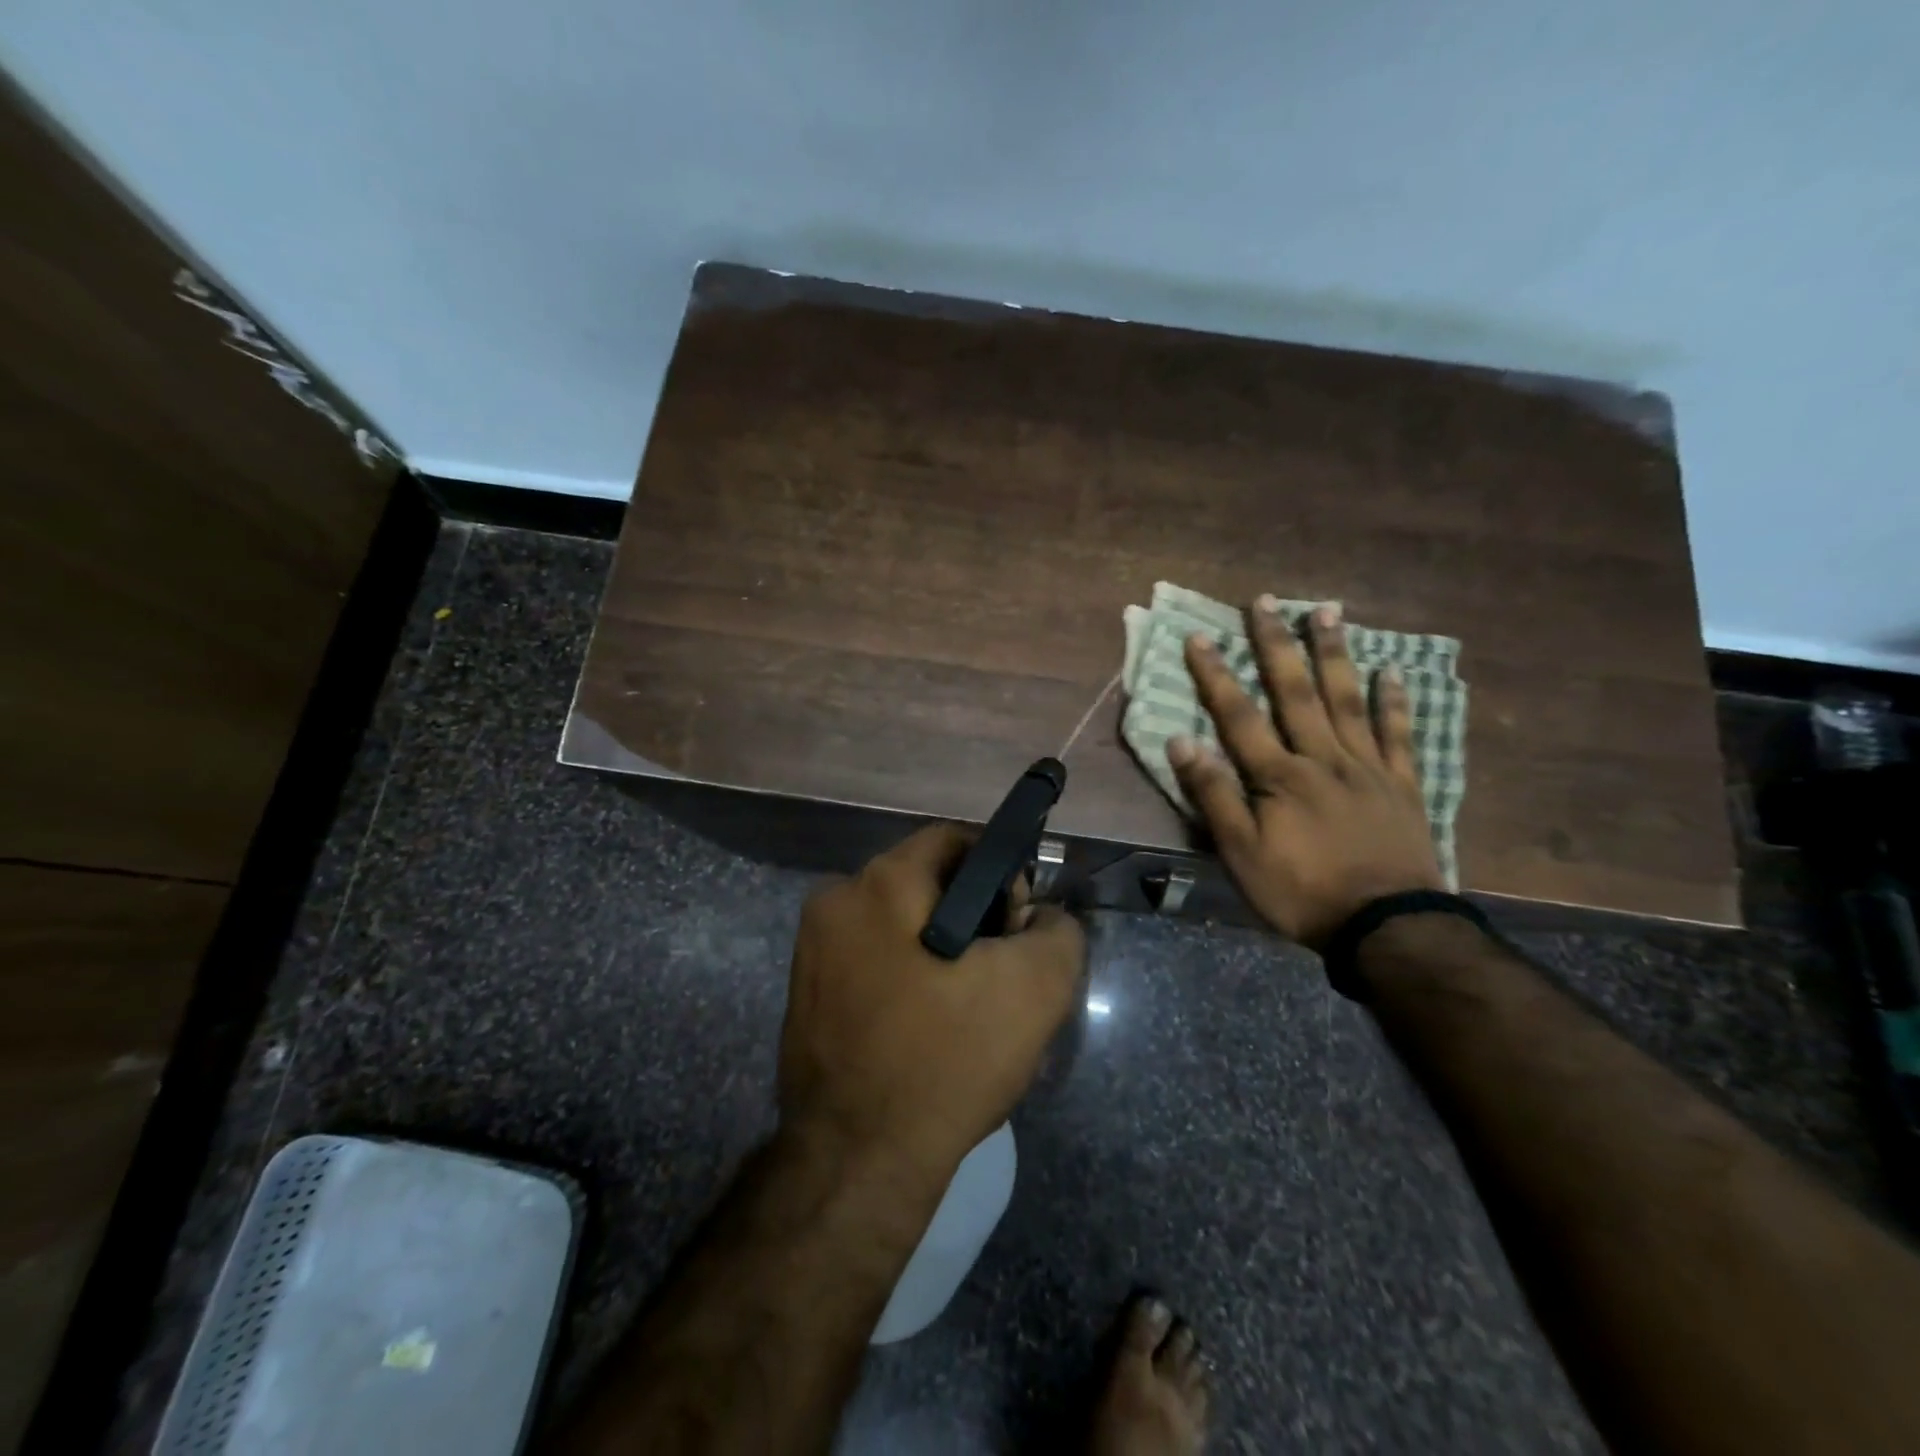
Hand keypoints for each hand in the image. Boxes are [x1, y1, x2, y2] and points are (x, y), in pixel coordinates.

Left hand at [780, 824, 1085, 1187]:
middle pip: (924, 881)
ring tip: (969, 1005)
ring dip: (941, 948)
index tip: (1020, 923)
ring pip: (899, 923)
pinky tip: (929, 1025)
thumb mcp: (1035, 988)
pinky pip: (873, 960)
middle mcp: (835, 901)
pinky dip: (908, 975)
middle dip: (973, 914)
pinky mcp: (806, 993)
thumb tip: (1041, 916)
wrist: (857, 1163)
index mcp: (879, 883)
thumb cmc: (946, 1061)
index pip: (954, 840)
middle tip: (1001, 971)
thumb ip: (1056, 929)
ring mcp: (812, 950)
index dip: (1001, 871)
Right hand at [1168, 598, 1444, 949]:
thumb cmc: (1302, 891)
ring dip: (1334, 653)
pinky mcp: (1402, 785)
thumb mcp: (1241, 853)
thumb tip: (1181, 739)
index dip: (1216, 675)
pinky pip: (1399, 735)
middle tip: (1267, 600)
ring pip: (1348, 700)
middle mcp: (1322, 757)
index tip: (1199, 636)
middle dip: (1276, 644)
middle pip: (1296, 692)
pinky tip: (1391, 672)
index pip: (1239, 715)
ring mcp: (1368, 767)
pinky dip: (1394, 702)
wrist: (1387, 927)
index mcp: (1279, 775)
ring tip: (1327, 611)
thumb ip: (1213, 794)